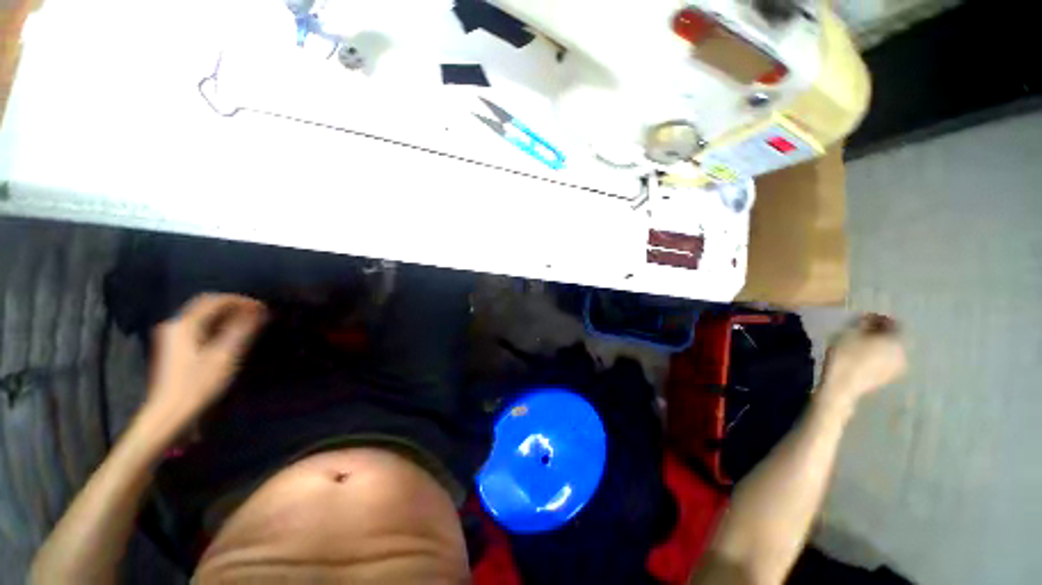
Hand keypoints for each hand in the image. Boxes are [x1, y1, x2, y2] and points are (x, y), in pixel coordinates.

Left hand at [144, 294, 267, 429]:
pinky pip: (199, 329)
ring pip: (202, 318)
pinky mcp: (175, 350)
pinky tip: (230, 337)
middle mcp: (175, 326)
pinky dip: (217, 327)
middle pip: (206, 306)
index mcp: (185, 324)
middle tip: (256, 314)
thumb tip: (260, 310)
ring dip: (226, 317)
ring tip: (248, 325)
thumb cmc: (199, 384)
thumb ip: (242, 330)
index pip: (214, 300)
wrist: (170, 415)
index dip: (240, 300)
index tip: (262, 307)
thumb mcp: (226, 356)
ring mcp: (172, 338)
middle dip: (233, 307)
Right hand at [818, 314, 906, 412]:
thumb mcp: (849, 332)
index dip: (881, 318)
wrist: (842, 385)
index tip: (866, 317)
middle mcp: (903, 353)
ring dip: (880, 344)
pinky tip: (865, 356)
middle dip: (881, 332)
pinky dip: (878, 355)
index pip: (895, 323)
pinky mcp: (889, 377)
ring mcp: (898, 368)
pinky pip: (887, 361)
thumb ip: (863, 323)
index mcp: (897, 340)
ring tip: (863, 343)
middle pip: (895, 337)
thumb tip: (870, 318)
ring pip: (891, 350)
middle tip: (864, 330)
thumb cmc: (845, 355)